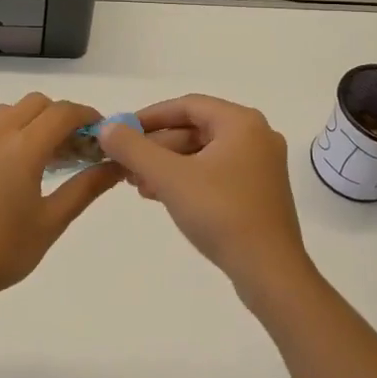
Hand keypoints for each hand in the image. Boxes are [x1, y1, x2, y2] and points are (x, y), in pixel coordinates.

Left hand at [0, 93, 121, 305]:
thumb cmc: (1, 251)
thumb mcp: (51, 222)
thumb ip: (86, 188)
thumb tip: (115, 166)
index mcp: (22, 148)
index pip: (62, 113)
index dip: (87, 116)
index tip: (102, 133)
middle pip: (35, 104)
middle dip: (61, 116)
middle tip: (77, 147)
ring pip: (7, 113)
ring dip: (32, 121)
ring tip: (45, 157)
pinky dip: (9, 136)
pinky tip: (12, 175)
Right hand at [97, 94, 314, 303]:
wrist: (269, 272)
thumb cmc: (221, 214)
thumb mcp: (170, 177)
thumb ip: (134, 148)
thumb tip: (107, 127)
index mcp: (241, 123)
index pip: (187, 106)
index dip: (150, 116)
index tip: (121, 131)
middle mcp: (256, 136)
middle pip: (195, 129)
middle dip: (156, 146)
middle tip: (124, 163)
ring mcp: (260, 166)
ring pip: (203, 153)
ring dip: (167, 165)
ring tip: (136, 184)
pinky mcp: (258, 192)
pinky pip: (215, 173)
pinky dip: (186, 179)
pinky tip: (160, 195)